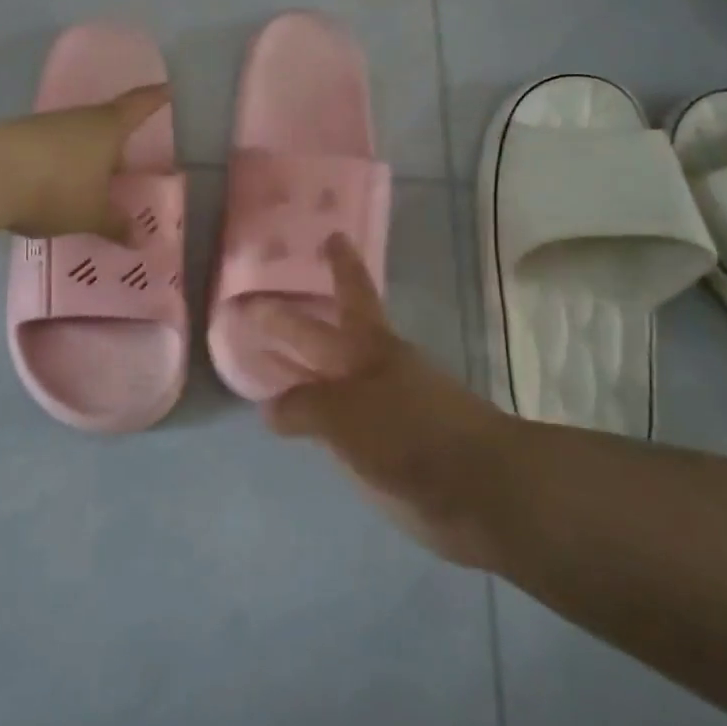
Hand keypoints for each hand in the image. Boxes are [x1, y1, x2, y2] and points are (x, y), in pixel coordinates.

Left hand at [0, 83, 171, 241]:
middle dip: (115, 140)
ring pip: (75, 138)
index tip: (167, 89)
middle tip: (126, 159)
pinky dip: (59, 165)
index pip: (138, 106)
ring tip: (91, 180)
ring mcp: (45, 127)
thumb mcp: (91, 213)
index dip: (154, 99)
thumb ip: (116, 224)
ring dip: (85, 155)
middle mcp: (78, 120)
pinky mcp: (18, 140)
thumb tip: (142, 239)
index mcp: (107, 129)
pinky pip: (50, 151)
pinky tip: (56, 186)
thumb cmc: (56, 187)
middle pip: (105, 123)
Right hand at [260, 234, 512, 569]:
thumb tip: (270, 408)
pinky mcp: (380, 447)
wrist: (477, 490)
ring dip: (295, 369)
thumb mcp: (347, 412)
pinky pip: (332, 421)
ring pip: (326, 378)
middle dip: (289, 322)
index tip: (332, 234)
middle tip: (249, 306)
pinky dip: (309, 415)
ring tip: (259, 364)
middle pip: (324, 337)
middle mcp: (372, 369)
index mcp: (371, 345)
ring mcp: (378, 408)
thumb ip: (304, 406)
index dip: (341, 265)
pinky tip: (291, 421)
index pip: (352, 292)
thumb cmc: (411, 431)